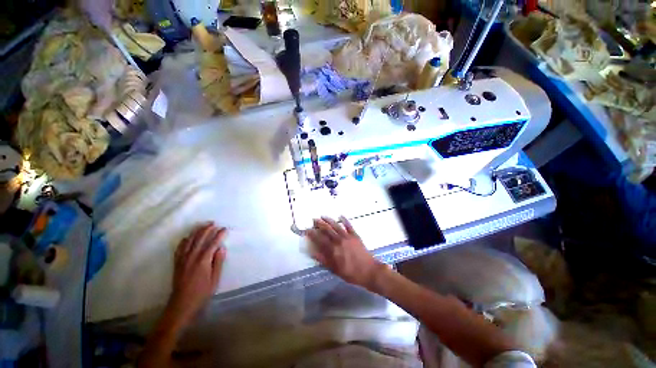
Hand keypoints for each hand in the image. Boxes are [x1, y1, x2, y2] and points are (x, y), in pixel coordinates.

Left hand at [167, 223, 226, 323]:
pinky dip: (184, 240)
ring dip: (196, 231)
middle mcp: (192, 257)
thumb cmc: (202, 293)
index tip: (225, 229)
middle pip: (200, 239)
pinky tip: (187, 237)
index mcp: (203, 261)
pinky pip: (179, 248)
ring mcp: (182, 259)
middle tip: (214, 223)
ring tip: (203, 226)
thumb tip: (221, 248)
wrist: (181, 305)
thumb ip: (218, 262)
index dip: (219, 235)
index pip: (212, 243)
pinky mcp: (177, 263)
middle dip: (207, 229)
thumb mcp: (215, 279)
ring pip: (189, 241)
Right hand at [306, 217, 385, 288]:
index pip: (320, 239)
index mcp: (333, 250)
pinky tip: (340, 215)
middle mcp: (339, 241)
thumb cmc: (351, 273)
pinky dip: (344, 220)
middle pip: (327, 230)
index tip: (307, 230)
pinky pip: (349, 225)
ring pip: (336, 226)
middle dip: (319, 224)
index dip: (312, 234)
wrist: (369, 271)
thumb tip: (312, 252)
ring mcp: (347, 237)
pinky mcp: (355, 235)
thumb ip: (323, 260)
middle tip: (314, 219)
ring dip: (329, 220)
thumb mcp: (335, 270)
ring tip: (323, 216)